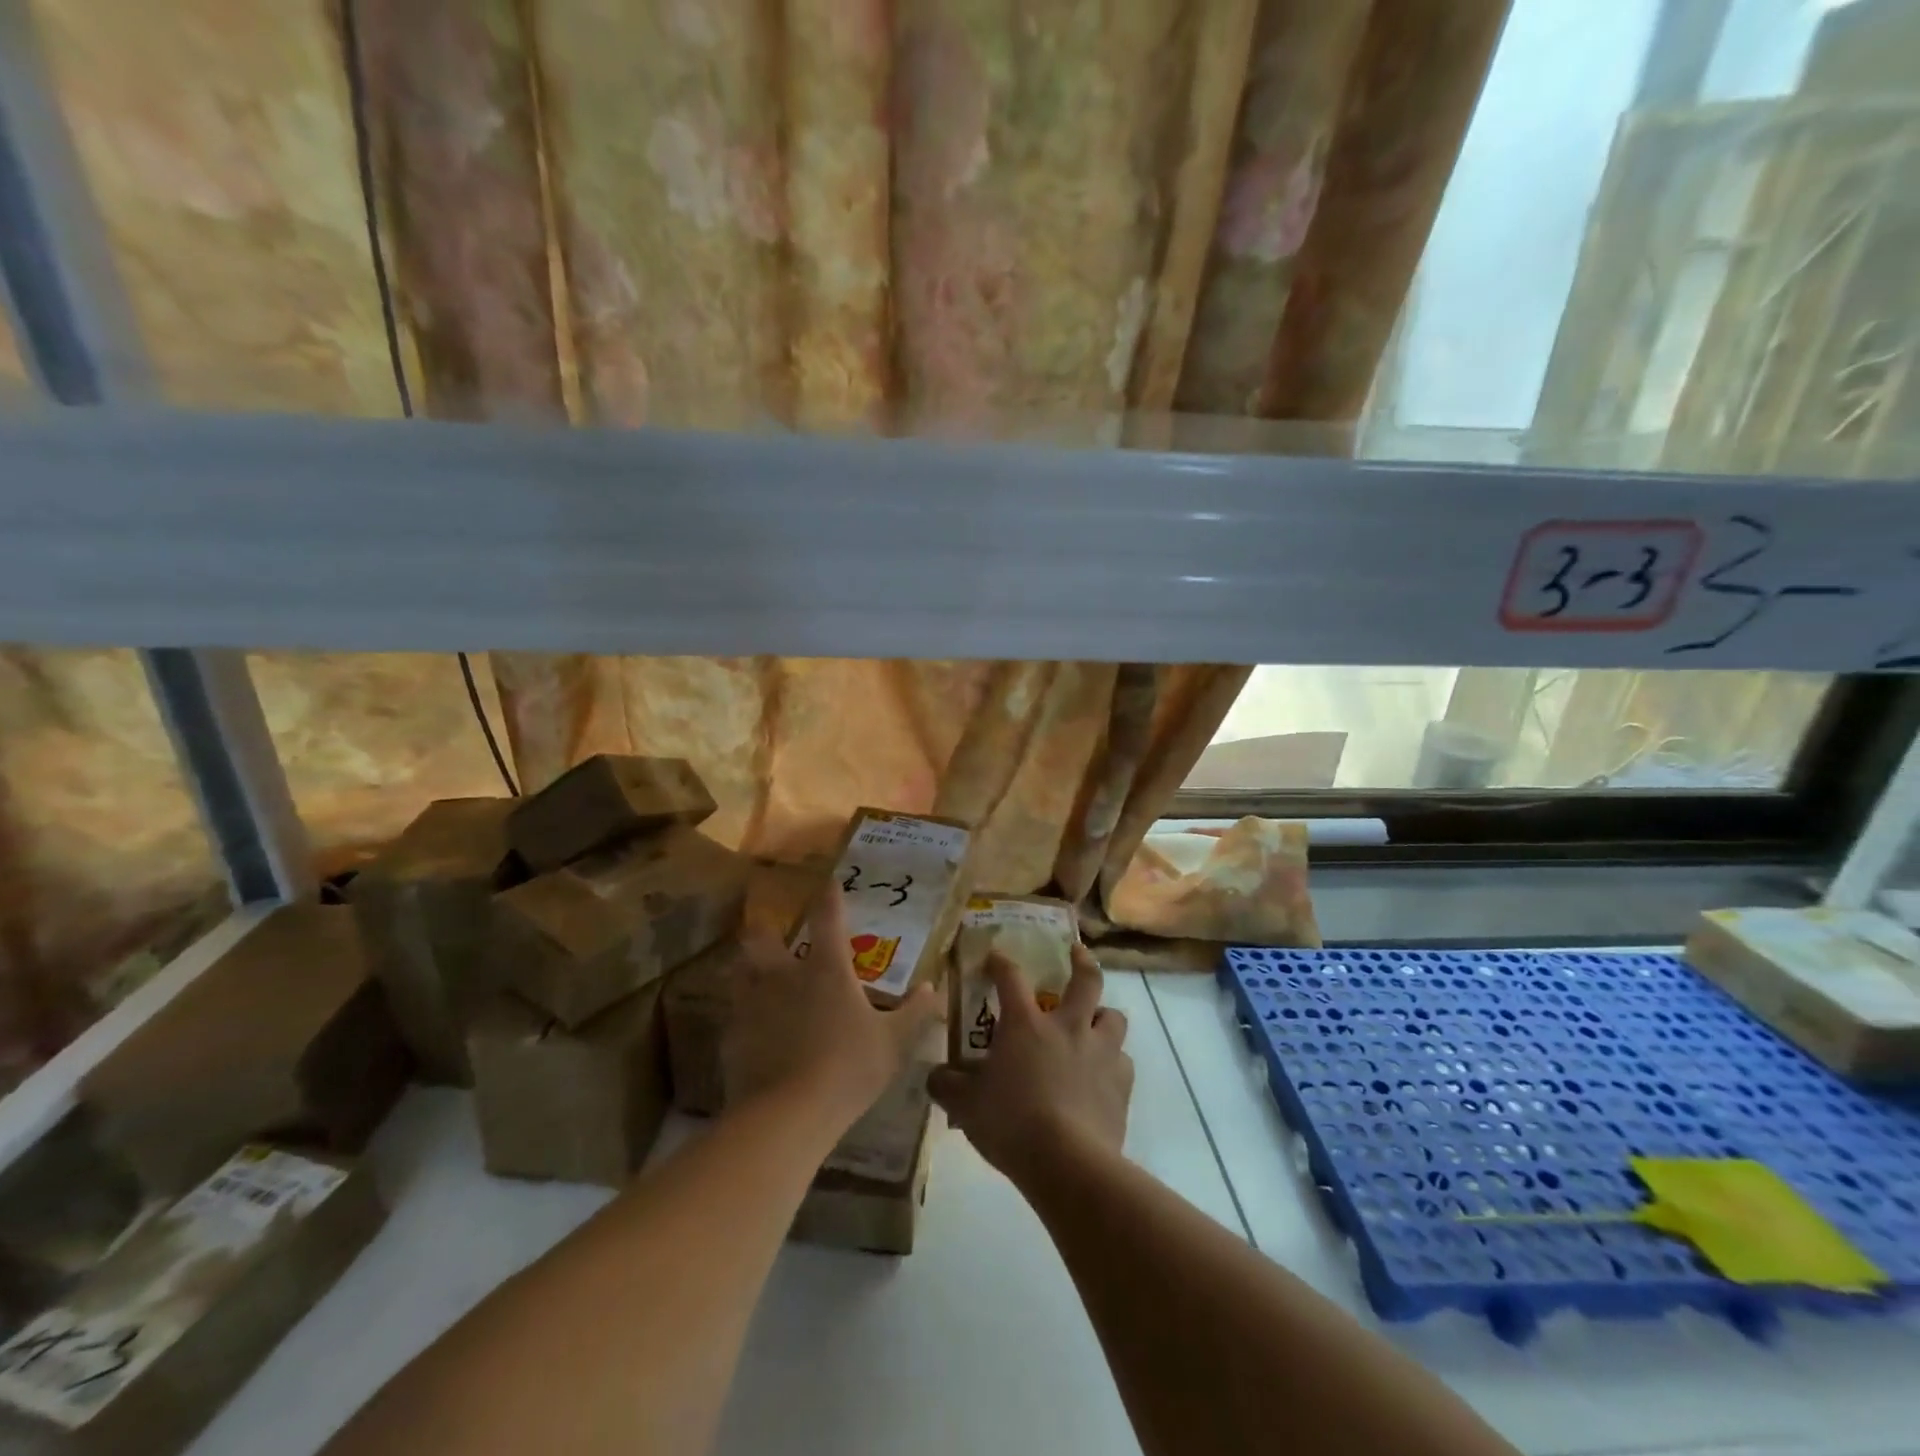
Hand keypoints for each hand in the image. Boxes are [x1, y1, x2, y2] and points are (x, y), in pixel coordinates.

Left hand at [723, 887, 939, 1128]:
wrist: (788, 1116)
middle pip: (763, 938)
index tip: (830, 883)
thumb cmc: (848, 1069)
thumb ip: (914, 1013)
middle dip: (765, 930)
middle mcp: (785, 976)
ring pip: (740, 972)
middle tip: (771, 933)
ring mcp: (753, 1004)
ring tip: (753, 976)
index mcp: (826, 970)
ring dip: (746, 969)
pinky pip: (734, 1015)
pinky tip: (750, 1029)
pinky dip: (742, 1015)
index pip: (829, 919)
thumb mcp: (894, 1043)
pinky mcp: (733, 1036)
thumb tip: (933, 988)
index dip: (830, 898)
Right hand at [927, 946, 1132, 1189]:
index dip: (1001, 962)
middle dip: (1082, 961)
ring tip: (1094, 1025)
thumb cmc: (1011, 1123)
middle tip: (1076, 953)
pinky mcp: (1122, 1085)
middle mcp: (1068, 1027)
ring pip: (1114, 1017)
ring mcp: (1101, 1053)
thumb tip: (935, 1075)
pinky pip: (1123, 1062)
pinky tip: (1102, 1077)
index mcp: (1026, 1024)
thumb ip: (947, 1085)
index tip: (996, 956)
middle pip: (1086, 980)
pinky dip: (1114, 1064)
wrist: (1068, 1163)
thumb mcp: (965, 1106)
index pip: (1011, 977)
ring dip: (1103, 1017)